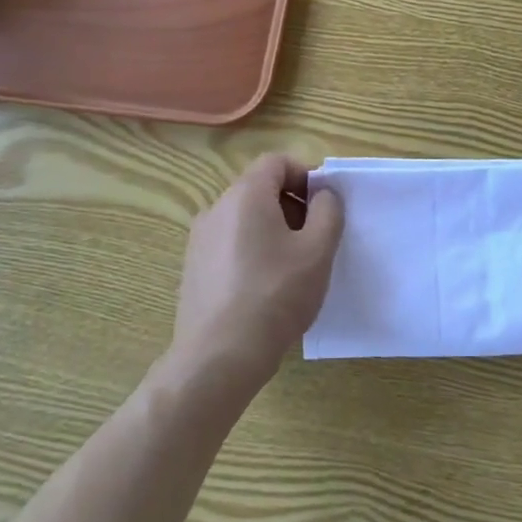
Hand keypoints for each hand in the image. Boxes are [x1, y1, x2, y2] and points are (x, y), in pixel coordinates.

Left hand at [171, 155, 344, 389]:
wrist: (218, 359)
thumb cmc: (275, 295)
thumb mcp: (318, 250)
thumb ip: (328, 211)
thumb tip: (322, 196)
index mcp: (245, 195)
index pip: (276, 162)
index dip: (305, 175)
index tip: (325, 205)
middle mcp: (216, 209)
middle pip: (260, 188)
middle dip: (292, 204)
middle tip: (315, 238)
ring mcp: (199, 241)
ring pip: (244, 219)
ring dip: (273, 230)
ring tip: (293, 267)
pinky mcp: (193, 270)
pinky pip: (229, 245)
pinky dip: (252, 252)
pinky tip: (266, 289)